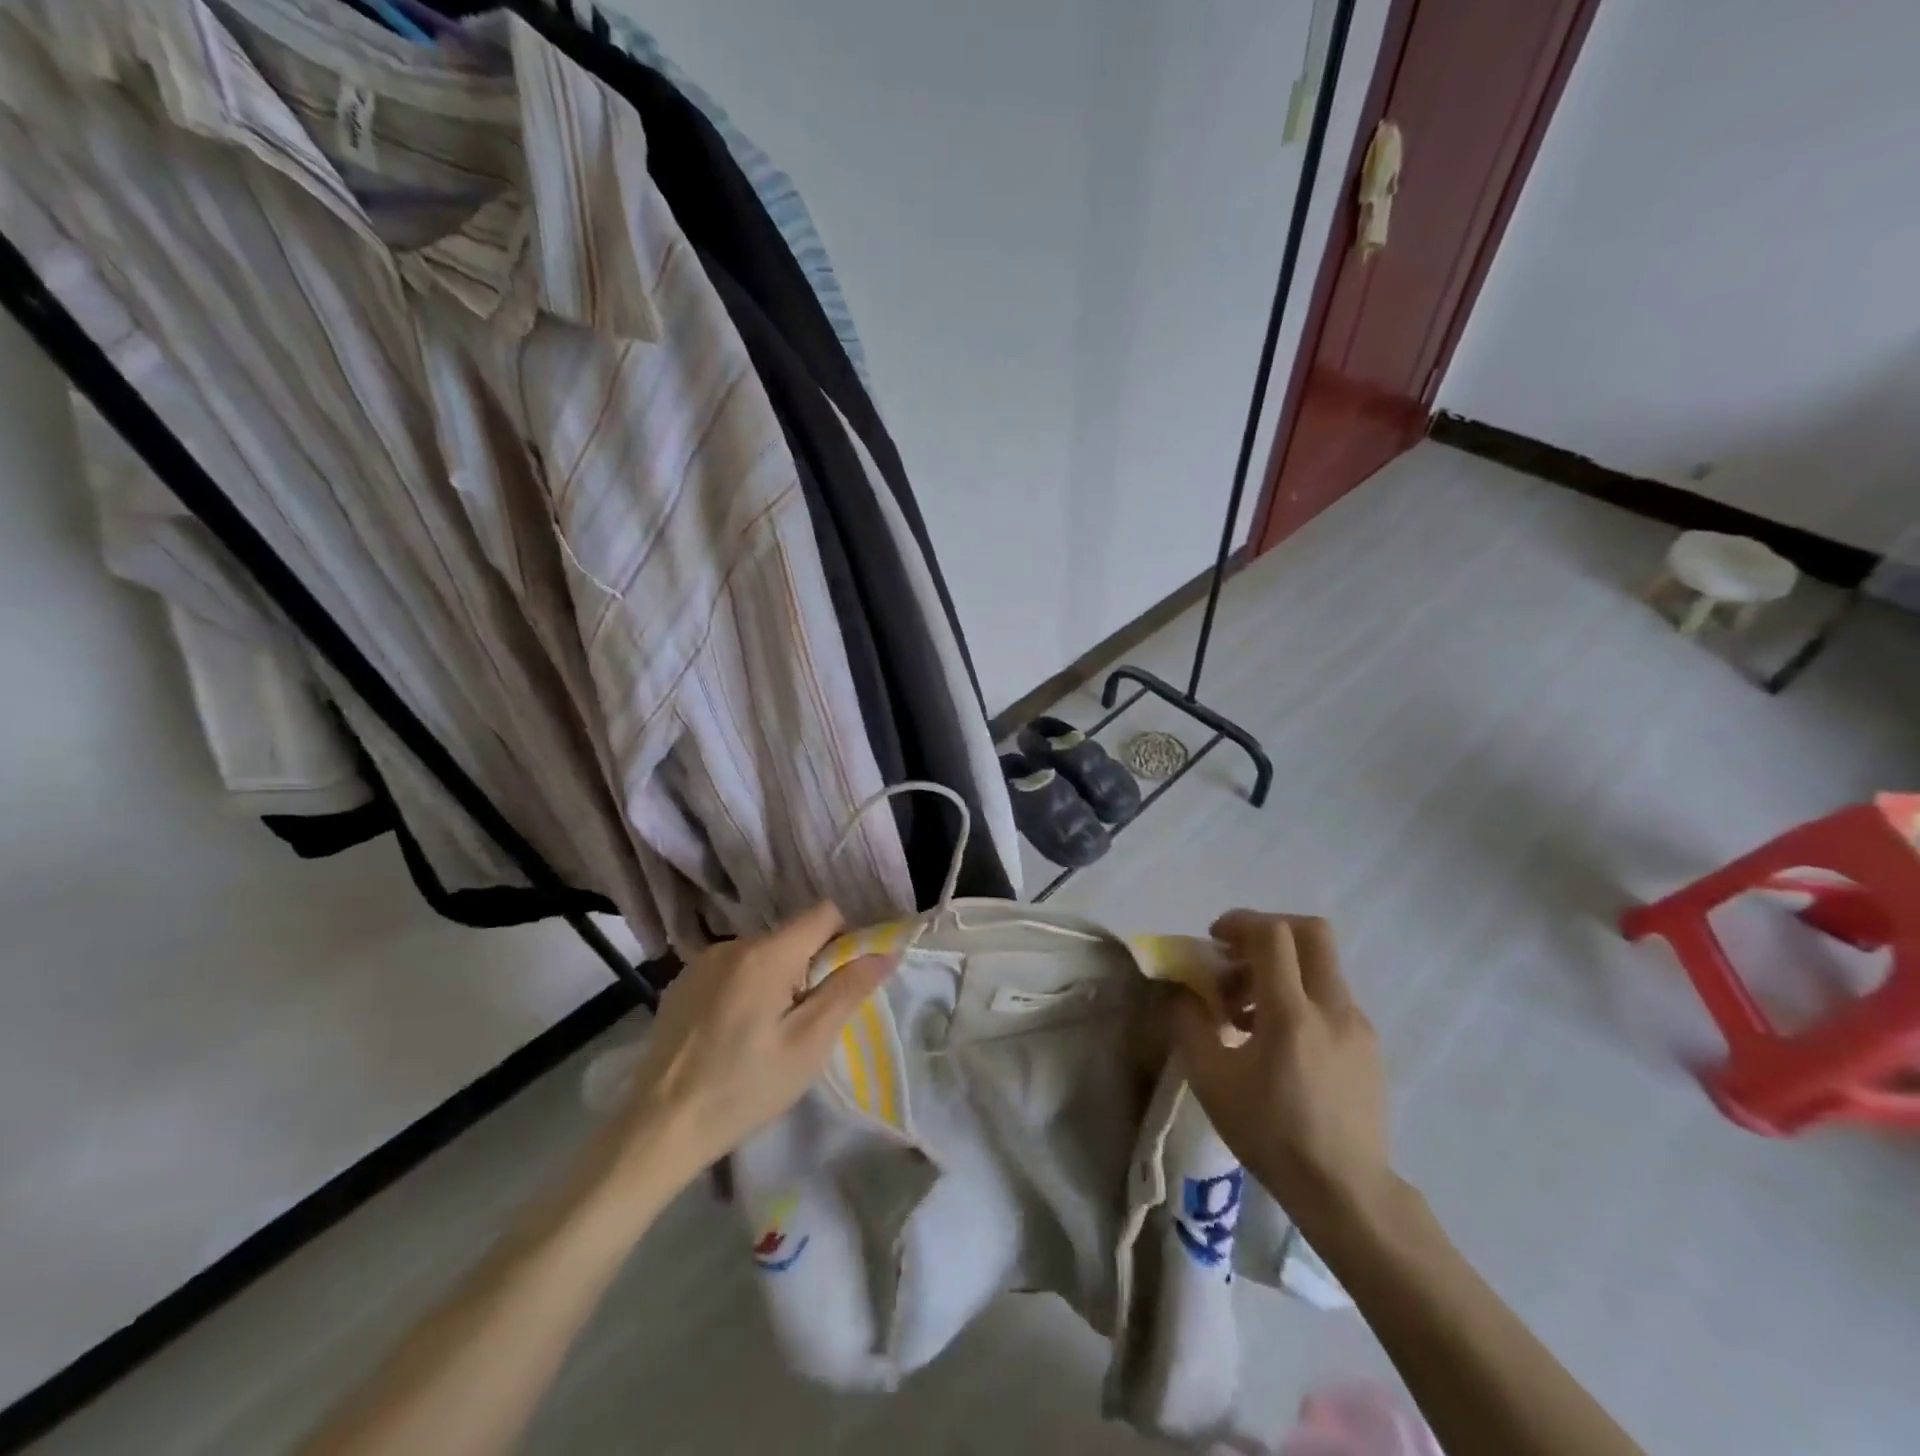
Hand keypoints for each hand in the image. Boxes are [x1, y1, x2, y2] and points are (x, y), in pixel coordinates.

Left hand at [609, 903, 894, 1195]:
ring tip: (764, 1034)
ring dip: (776, 979)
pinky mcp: (681, 983)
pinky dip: (745, 989)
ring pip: (762, 954)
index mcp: (767, 953)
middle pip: (792, 936)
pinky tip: (732, 1034)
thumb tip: (887, 952)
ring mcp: (702, 962)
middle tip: (803, 1023)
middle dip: (809, 968)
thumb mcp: (809, 1044)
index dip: (844, 939)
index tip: (841, 983)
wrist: (659, 1128)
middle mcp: (733, 944)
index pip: (824, 913)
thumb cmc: (745, 1086)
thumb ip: (848, 990)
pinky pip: (732, 970)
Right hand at [1172, 911, 1392, 1226]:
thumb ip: (1189, 1024)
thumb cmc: (1271, 1134)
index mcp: (1292, 1014)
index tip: (1216, 940)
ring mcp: (1357, 1025)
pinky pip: (1331, 998)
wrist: (1345, 1192)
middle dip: (1269, 931)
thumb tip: (1182, 990)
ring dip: (1282, 969)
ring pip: (1321, 966)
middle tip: (1238, 957)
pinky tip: (1278, 1041)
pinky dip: (1301, 996)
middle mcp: (1332, 1008)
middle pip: (1311, 932)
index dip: (1240, 922)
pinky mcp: (1368, 1045)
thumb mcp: (1211, 1081)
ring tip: (1247, 1012)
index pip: (1274, 935)